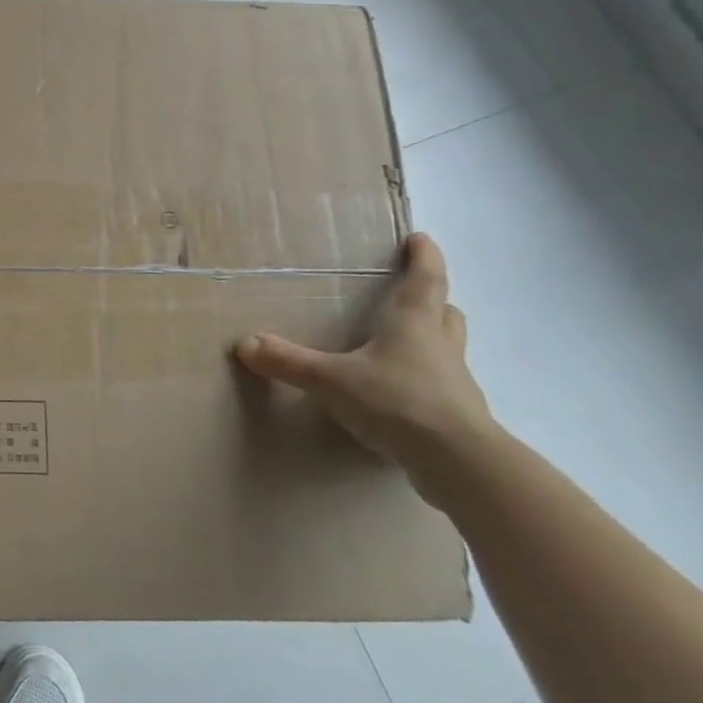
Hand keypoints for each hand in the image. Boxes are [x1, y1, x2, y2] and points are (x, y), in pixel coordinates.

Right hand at [234, 233, 497, 504]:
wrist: (458, 462)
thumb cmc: (397, 401)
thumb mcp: (331, 380)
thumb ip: (289, 361)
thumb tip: (244, 343)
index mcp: (413, 323)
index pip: (424, 278)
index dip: (423, 257)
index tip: (420, 239)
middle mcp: (439, 345)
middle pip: (444, 312)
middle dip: (431, 299)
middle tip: (412, 294)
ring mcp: (455, 382)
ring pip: (447, 349)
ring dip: (432, 340)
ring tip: (404, 344)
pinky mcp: (458, 416)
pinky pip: (443, 386)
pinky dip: (427, 381)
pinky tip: (403, 395)